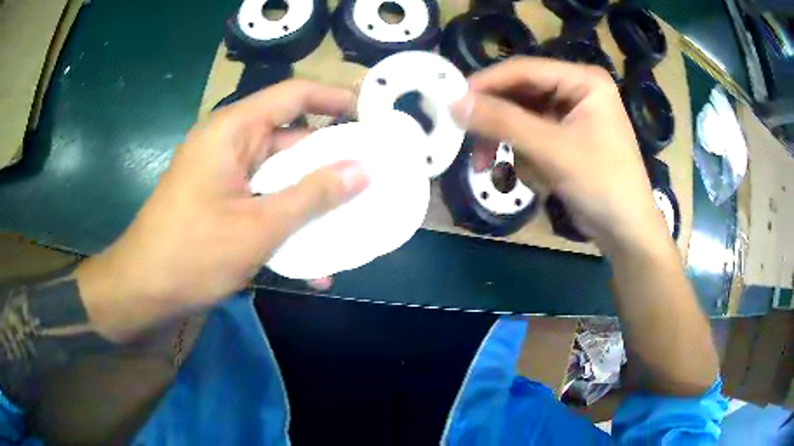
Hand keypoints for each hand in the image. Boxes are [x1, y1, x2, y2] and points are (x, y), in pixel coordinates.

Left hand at [77, 80, 368, 340]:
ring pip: (282, 175)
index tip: (373, 116)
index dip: (336, 99)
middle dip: (333, 159)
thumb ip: (312, 195)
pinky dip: (289, 222)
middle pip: (292, 137)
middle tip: (376, 174)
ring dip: (314, 199)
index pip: (295, 94)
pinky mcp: (224, 201)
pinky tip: (314, 262)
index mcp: (234, 131)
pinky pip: (266, 201)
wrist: (143, 290)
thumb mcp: (258, 227)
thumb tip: (362, 170)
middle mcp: (231, 144)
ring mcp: (227, 175)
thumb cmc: (192, 254)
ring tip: (355, 217)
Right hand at [451, 57, 669, 255]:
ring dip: (512, 145)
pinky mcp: (565, 138)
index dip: (486, 84)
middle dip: (499, 123)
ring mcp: (571, 115)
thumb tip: (453, 102)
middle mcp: (576, 90)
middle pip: (521, 94)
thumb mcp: (554, 151)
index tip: (450, 101)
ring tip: (503, 168)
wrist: (626, 232)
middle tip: (471, 144)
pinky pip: (531, 137)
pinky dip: (526, 158)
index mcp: (583, 80)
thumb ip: (504, 122)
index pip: (524, 70)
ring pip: (521, 118)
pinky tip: (540, 179)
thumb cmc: (603, 185)